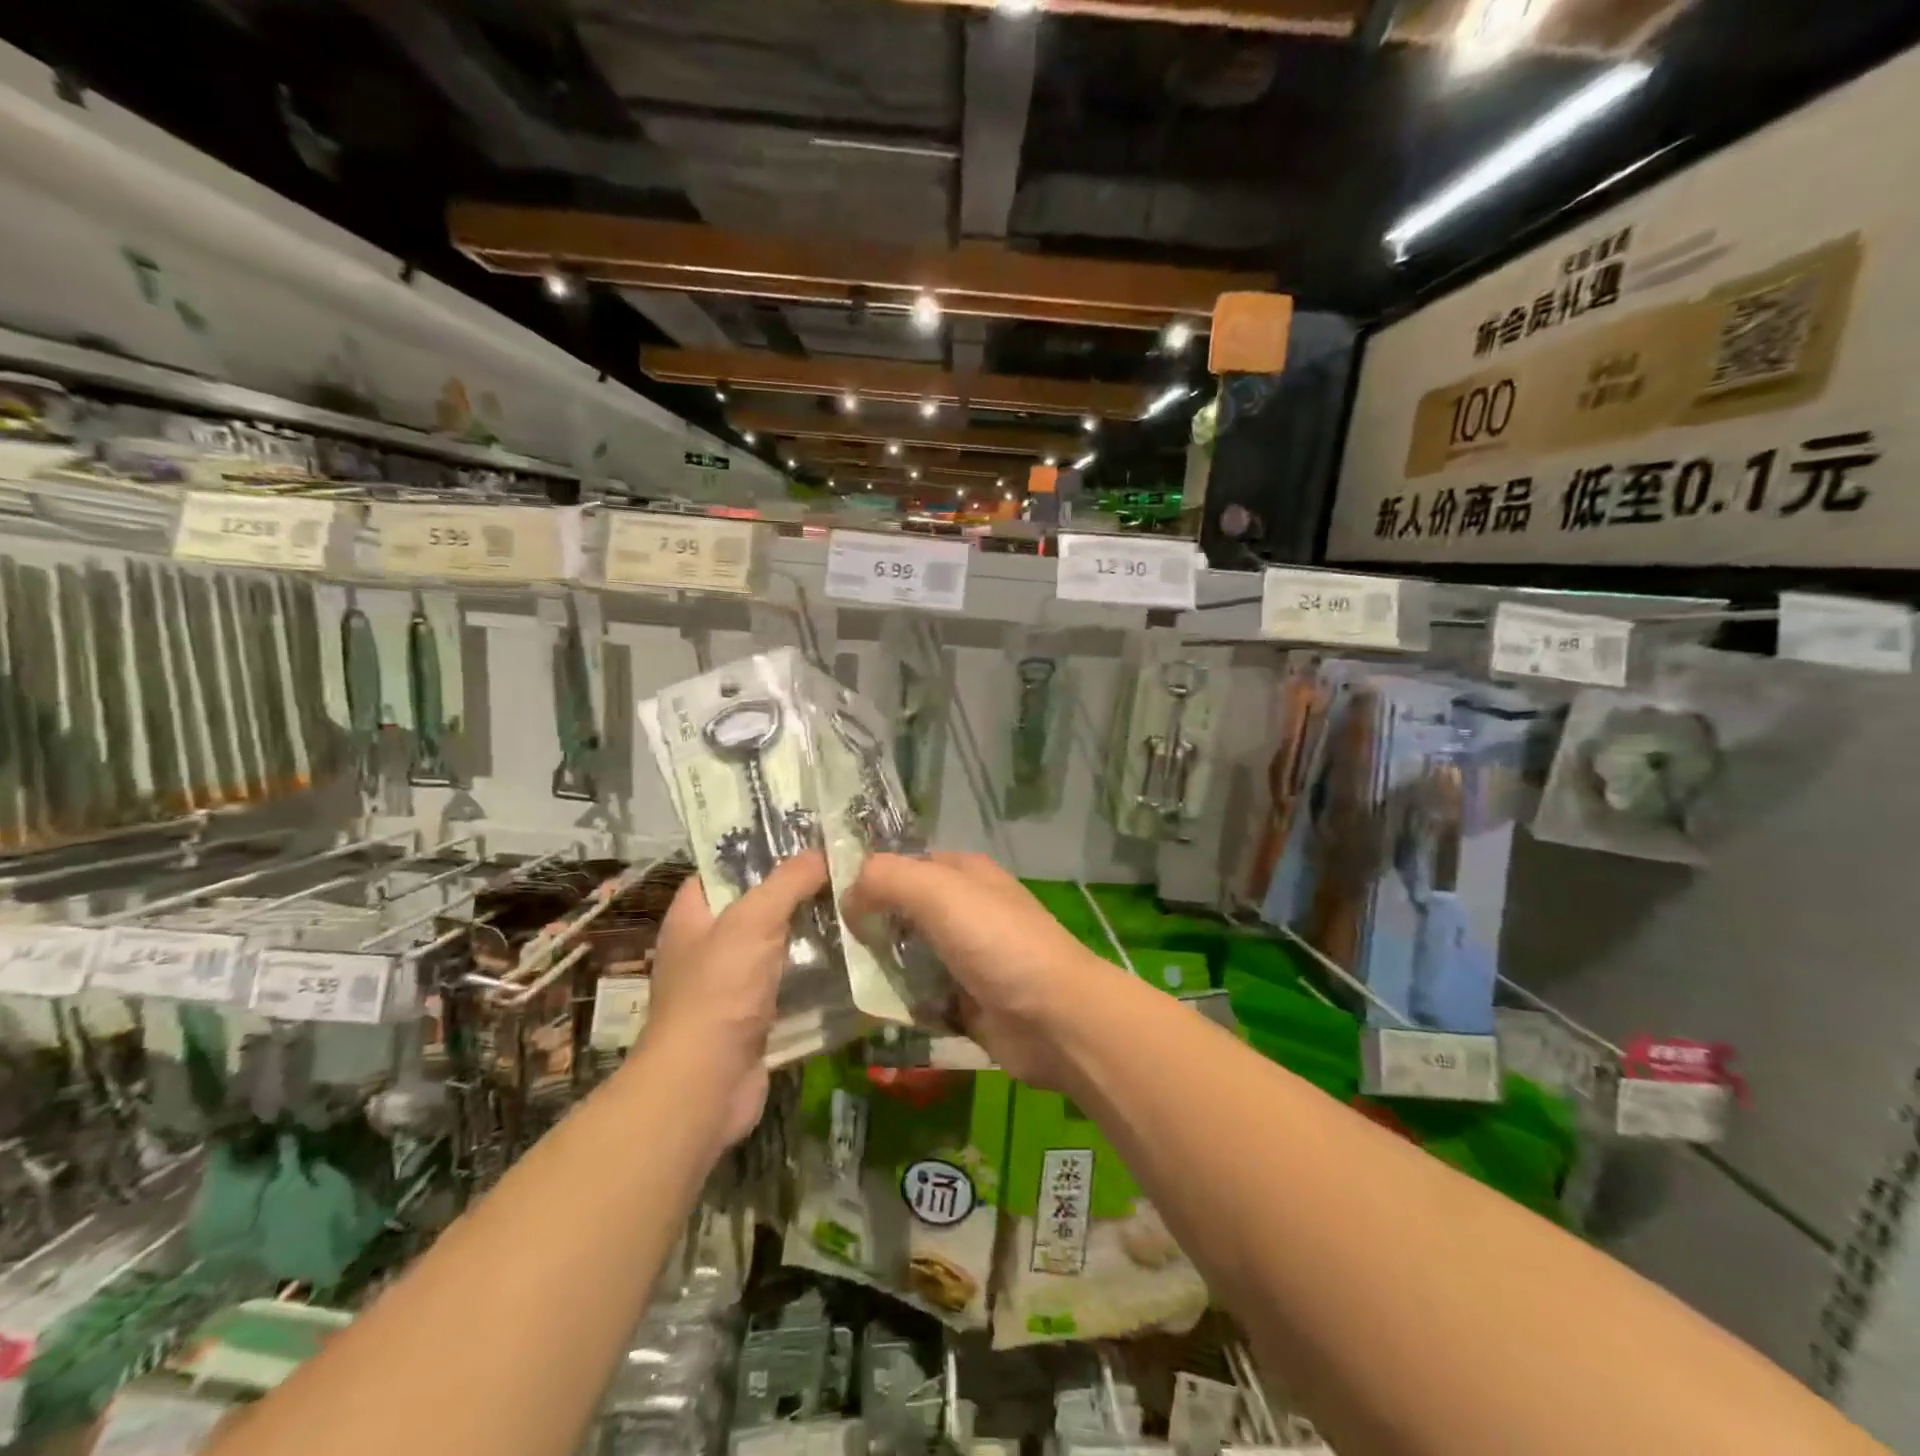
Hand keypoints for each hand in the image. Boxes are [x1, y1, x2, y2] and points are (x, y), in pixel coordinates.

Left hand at [646, 852, 829, 1146]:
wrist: (706, 1084)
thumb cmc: (719, 990)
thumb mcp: (753, 920)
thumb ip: (788, 882)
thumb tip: (823, 852)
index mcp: (693, 914)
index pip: (726, 866)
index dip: (761, 847)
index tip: (807, 834)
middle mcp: (709, 944)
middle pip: (758, 903)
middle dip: (799, 888)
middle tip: (845, 867)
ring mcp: (732, 982)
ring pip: (779, 942)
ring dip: (812, 929)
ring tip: (858, 902)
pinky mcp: (756, 1013)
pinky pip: (790, 979)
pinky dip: (816, 968)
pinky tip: (853, 952)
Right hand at [845, 852, 1127, 1088]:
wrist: (1054, 1018)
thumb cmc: (997, 942)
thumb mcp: (938, 891)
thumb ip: (886, 879)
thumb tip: (849, 895)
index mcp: (963, 874)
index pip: (904, 865)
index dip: (869, 878)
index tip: (827, 900)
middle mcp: (965, 910)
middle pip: (903, 912)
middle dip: (869, 927)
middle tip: (827, 947)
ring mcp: (966, 957)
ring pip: (908, 956)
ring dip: (880, 967)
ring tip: (837, 980)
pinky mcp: (965, 1001)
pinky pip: (920, 996)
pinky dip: (898, 1002)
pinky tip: (869, 1009)